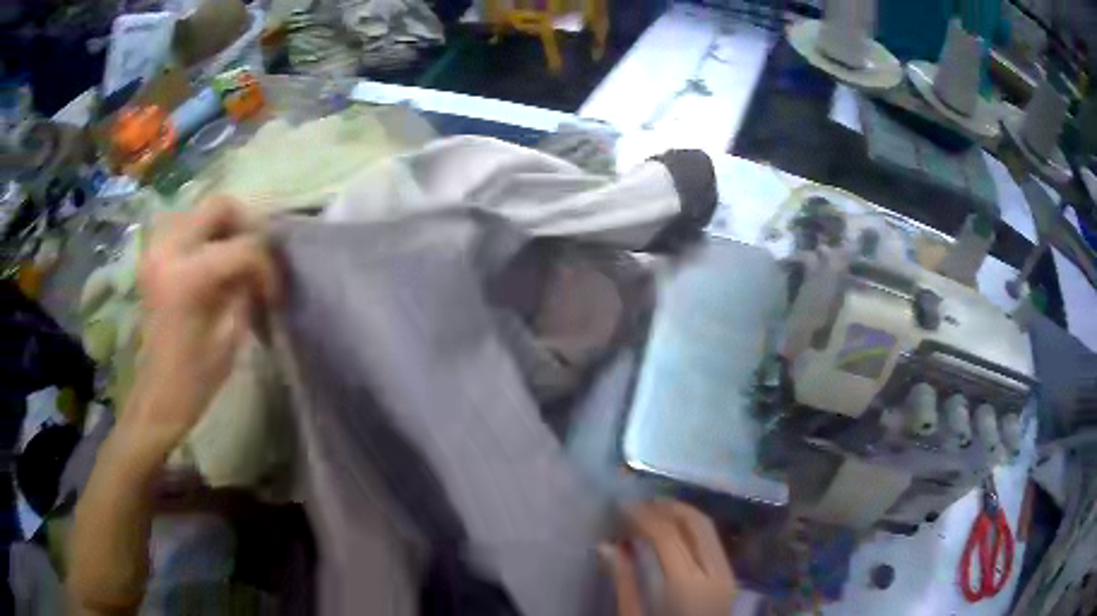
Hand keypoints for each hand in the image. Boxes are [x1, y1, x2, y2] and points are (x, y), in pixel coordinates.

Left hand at [122, 196, 278, 457]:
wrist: (156, 397)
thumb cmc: (194, 380)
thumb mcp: (230, 337)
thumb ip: (245, 290)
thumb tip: (259, 266)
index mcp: (188, 277)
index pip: (243, 247)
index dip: (266, 265)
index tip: (273, 291)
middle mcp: (168, 250)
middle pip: (218, 207)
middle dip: (245, 227)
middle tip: (256, 257)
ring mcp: (155, 249)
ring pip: (199, 210)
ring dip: (222, 228)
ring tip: (233, 258)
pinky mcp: (151, 257)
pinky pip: (183, 225)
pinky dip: (202, 235)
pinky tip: (210, 260)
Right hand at [601, 501, 736, 615]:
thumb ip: (624, 581)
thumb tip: (607, 545)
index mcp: (687, 586)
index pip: (666, 535)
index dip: (642, 516)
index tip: (620, 507)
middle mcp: (715, 573)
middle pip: (695, 523)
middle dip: (666, 507)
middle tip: (637, 505)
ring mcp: (727, 574)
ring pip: (708, 529)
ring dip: (681, 515)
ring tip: (652, 514)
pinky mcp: (730, 578)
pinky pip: (712, 542)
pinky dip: (692, 530)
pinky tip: (672, 534)